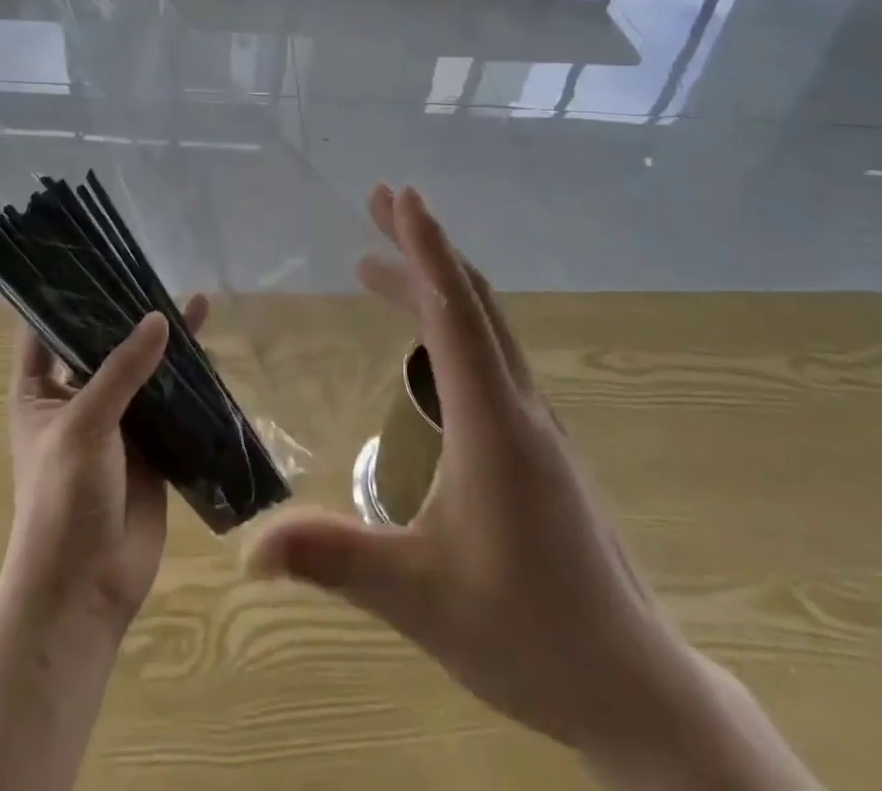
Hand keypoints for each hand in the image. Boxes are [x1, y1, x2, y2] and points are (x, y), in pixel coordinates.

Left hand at [1, 297, 208, 631]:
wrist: (86, 588)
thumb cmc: (63, 499)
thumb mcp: (85, 424)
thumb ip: (123, 369)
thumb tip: (161, 317)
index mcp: (39, 391)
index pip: (47, 328)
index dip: (67, 295)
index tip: (97, 259)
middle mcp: (75, 399)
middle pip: (103, 344)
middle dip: (129, 314)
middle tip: (159, 274)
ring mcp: (115, 423)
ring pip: (142, 371)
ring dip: (166, 344)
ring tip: (199, 303)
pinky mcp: (149, 447)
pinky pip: (169, 404)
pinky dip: (187, 382)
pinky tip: (211, 353)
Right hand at [247, 187, 815, 788]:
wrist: (632, 687)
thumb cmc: (527, 635)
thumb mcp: (419, 598)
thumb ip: (335, 561)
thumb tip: (249, 548)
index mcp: (493, 424)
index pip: (455, 313)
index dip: (426, 249)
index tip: (401, 195)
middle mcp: (519, 406)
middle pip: (471, 301)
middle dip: (423, 245)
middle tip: (377, 200)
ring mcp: (535, 423)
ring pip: (482, 326)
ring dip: (433, 281)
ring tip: (373, 264)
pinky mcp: (537, 443)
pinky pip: (488, 355)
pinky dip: (448, 321)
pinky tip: (422, 342)